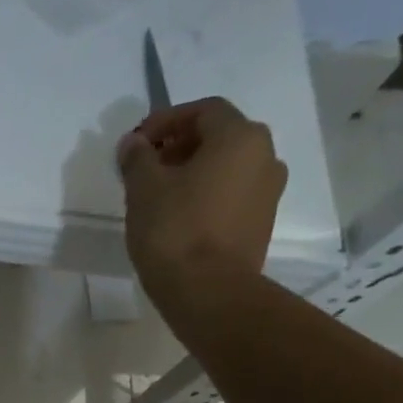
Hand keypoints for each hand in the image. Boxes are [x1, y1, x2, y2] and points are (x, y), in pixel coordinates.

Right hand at [118, 97, 286, 305]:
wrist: (209, 291)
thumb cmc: (175, 230)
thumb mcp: (144, 188)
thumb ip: (138, 158)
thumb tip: (134, 143)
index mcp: (240, 138)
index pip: (204, 110)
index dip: (166, 120)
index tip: (136, 143)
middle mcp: (265, 157)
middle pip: (219, 136)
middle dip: (179, 145)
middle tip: (145, 166)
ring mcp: (268, 192)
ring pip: (226, 166)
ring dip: (192, 170)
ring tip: (157, 193)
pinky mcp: (261, 222)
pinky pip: (231, 193)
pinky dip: (205, 193)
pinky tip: (177, 215)